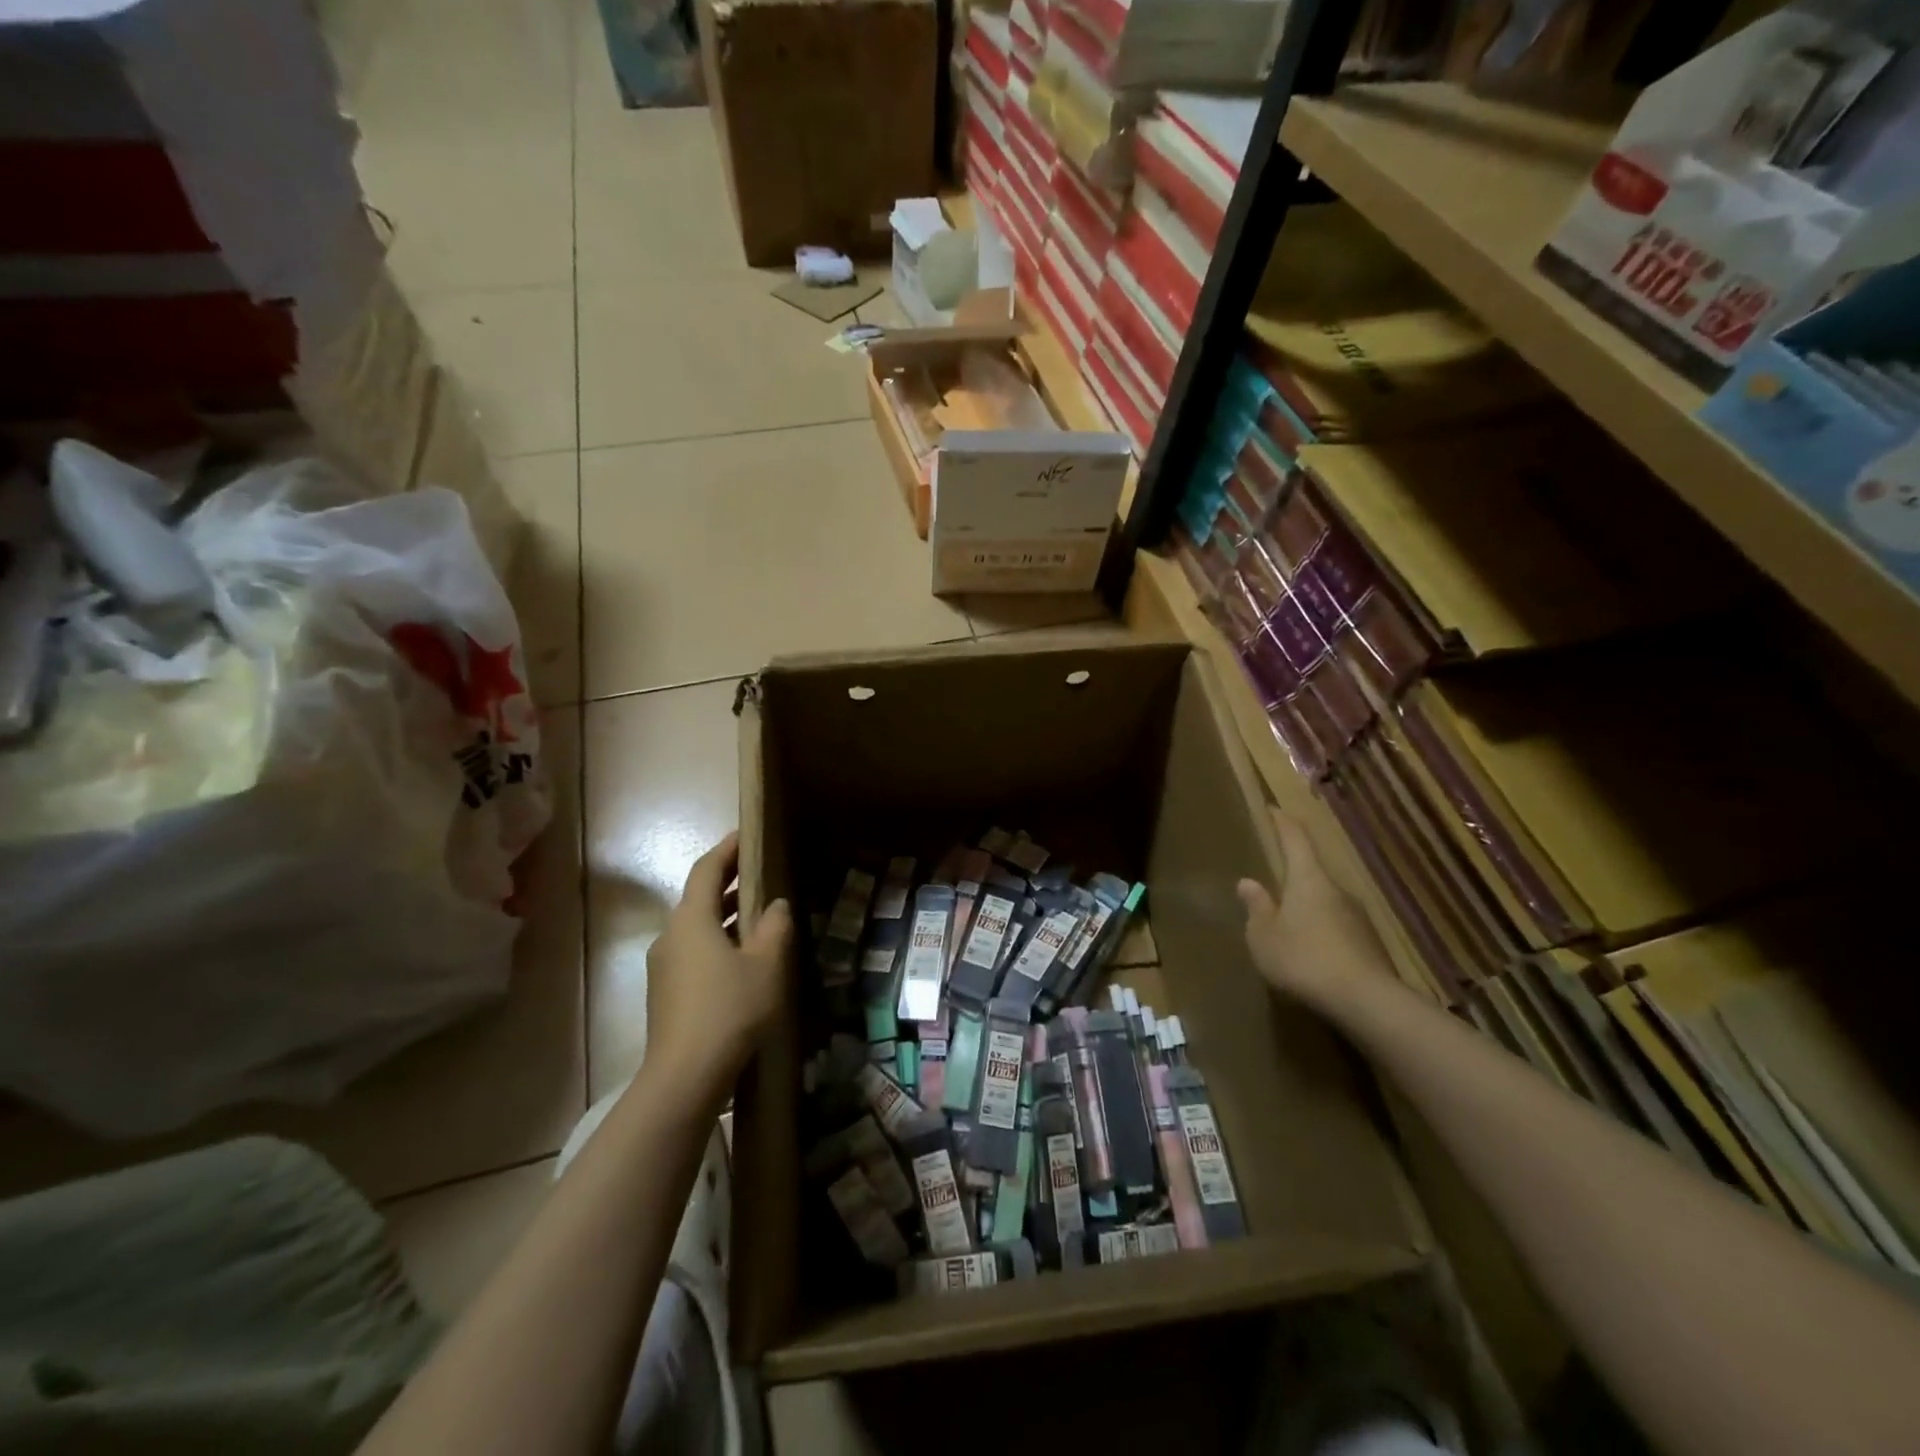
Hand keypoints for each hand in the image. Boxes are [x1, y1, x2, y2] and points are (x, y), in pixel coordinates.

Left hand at [642, 832, 791, 1106]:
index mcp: (692, 919)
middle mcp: (671, 936)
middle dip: (729, 882)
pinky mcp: (665, 993)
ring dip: (725, 915)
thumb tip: (777, 904)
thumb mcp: (766, 965)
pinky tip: (742, 958)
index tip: (747, 834)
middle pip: (699, 897)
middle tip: (760, 870)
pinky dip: (718, 941)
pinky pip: (693, 952)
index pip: (706, 869)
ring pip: (697, 927)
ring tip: (759, 913)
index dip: (727, 849)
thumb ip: (775, 927)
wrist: (685, 1077)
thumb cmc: (730, 1010)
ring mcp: (663, 966)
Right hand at [1238, 808, 1388, 1015]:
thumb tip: (1248, 882)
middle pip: (1312, 871)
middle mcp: (1336, 890)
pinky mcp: (1369, 944)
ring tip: (1287, 923)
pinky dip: (1321, 932)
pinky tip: (1309, 953)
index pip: (1296, 839)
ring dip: (1306, 907)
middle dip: (1292, 874)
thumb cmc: (1303, 958)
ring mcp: (1358, 917)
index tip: (1273, 809)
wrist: (1366, 1001)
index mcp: (1308, 879)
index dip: (1283, 823)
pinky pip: (1337, 927)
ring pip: (1325, 902)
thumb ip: (1256, 907)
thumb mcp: (1264, 935)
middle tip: (1272, 881)